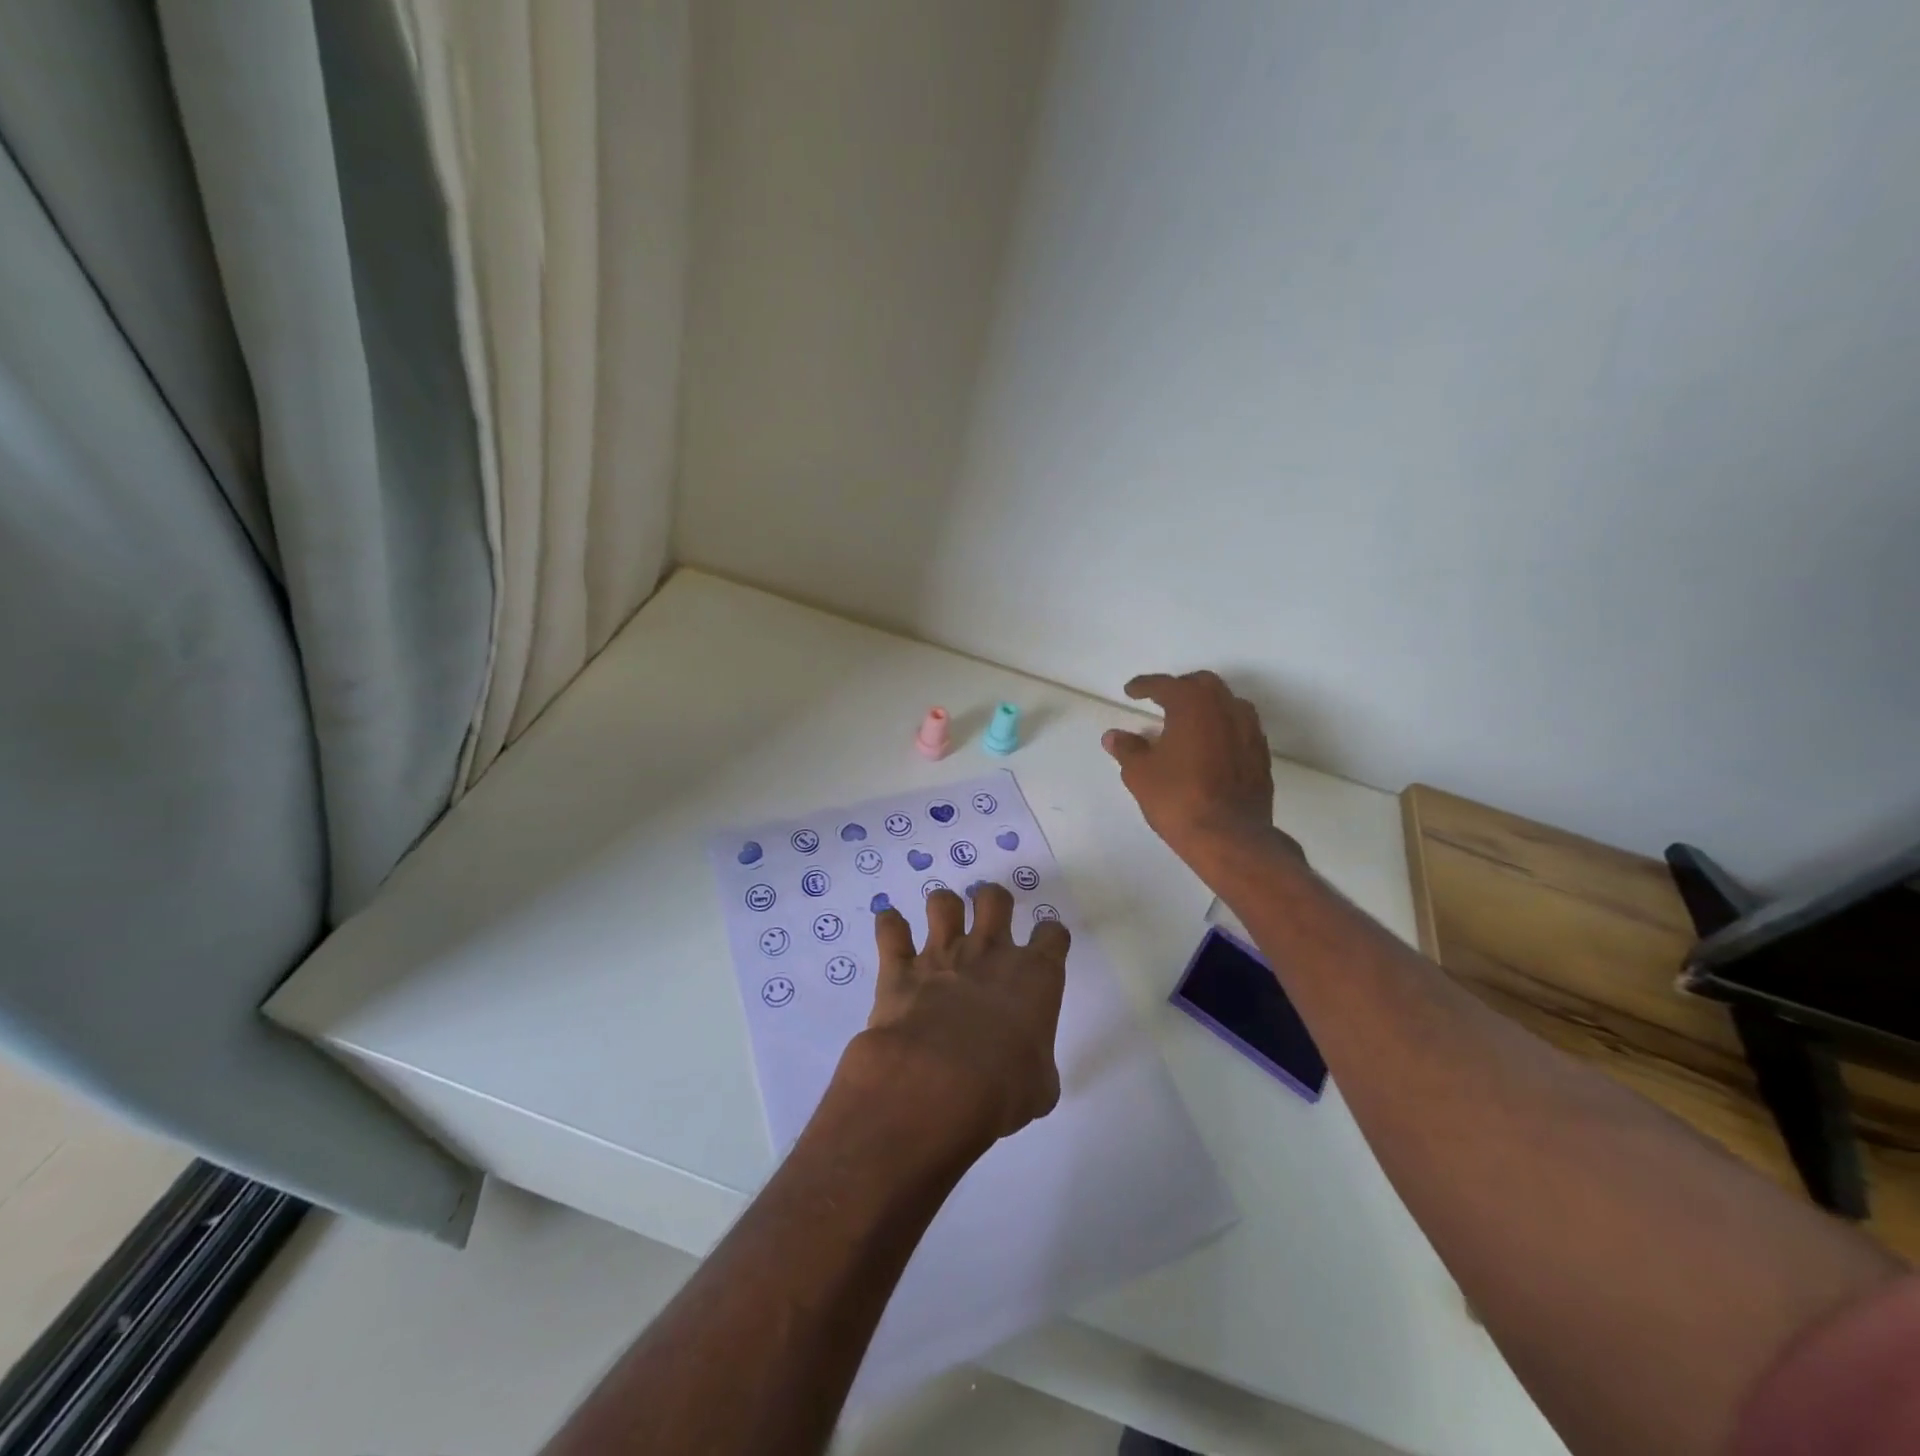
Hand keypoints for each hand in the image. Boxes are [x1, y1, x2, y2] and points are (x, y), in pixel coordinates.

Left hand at [844, 885, 1069, 1152]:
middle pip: (995, 899)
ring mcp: (942, 954)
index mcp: (1034, 976)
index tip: (1044, 943)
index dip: (1049, 935)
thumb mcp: (1040, 1087)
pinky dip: (889, 924)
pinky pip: (890, 930)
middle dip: (992, 900)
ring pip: (942, 903)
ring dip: (943, 906)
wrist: (937, 1083)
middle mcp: (989, 953)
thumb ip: (1037, 1064)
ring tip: (941, 918)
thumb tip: (1029, 1071)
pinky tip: (889, 923)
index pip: (1052, 935)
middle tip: (988, 915)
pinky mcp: (900, 967)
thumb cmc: (1003, 1088)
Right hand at [1102, 671, 1298, 868]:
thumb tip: (1114, 736)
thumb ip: (1127, 748)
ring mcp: (1249, 730)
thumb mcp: (1140, 773)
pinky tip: (1210, 746)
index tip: (1131, 691)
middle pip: (1202, 684)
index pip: (1165, 685)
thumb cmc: (1178, 798)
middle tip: (1161, 701)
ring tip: (1188, 722)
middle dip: (1180, 688)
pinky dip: (1222, 728)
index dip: (1144, 686)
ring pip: (1227, 703)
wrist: (1229, 836)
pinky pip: (1240, 727)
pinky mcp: (1261, 754)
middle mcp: (1225, 707)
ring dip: (1206, 706)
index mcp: (1192, 704)